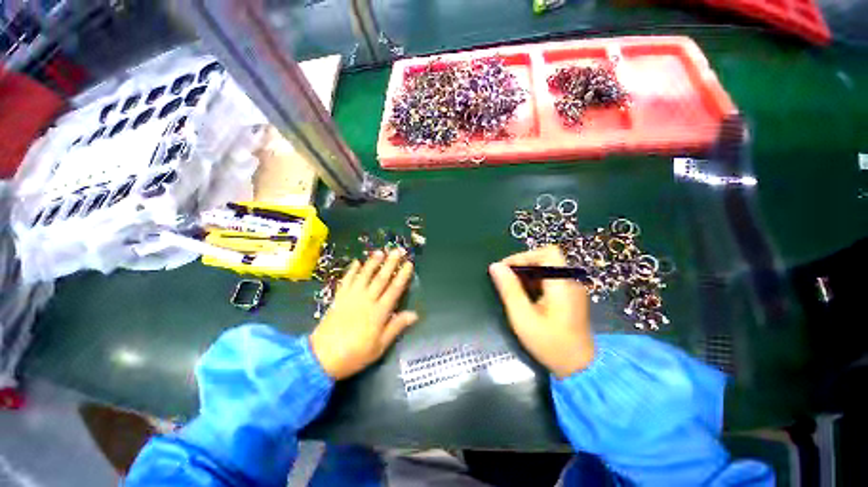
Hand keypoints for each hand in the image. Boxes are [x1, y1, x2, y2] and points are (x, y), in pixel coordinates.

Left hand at [311, 249, 417, 379]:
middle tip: (398, 250)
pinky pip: (346, 280)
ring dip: (373, 262)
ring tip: (380, 251)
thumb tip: (414, 314)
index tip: (409, 263)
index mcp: (379, 312)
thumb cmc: (355, 354)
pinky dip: (351, 270)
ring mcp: (351, 297)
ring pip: (364, 275)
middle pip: (381, 278)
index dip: (402, 275)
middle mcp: (367, 300)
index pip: (394, 289)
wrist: (321, 358)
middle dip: (391, 263)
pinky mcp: (338, 298)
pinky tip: (356, 262)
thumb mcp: (380, 346)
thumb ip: (396, 327)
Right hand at [488, 246, 593, 378]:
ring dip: (528, 274)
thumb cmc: (550, 343)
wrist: (581, 370)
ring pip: (548, 269)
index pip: (547, 253)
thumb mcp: (523, 317)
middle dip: (523, 265)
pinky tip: (525, 296)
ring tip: (512, 288)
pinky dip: (535, 282)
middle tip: (505, 278)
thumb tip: (495, 266)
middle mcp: (571, 282)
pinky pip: (551, 280)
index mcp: (562, 284)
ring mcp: (572, 290)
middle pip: (546, 259)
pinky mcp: (570, 298)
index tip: (505, 268)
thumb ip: (509, 289)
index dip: (524, 256)